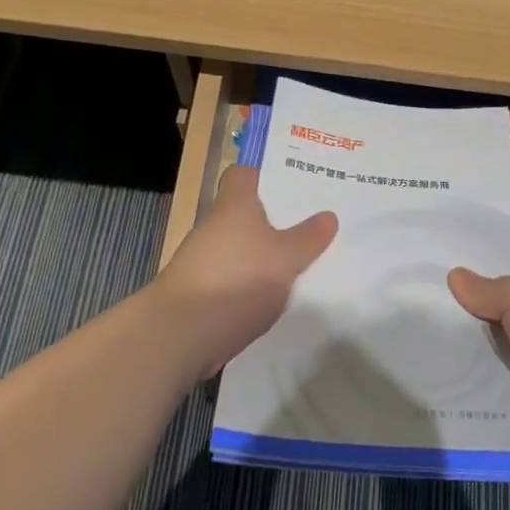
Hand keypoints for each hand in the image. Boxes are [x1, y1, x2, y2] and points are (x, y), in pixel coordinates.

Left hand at [153, 166, 337, 378]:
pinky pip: (235, 277)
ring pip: (242, 247)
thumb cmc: (236, 280)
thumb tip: (329, 215)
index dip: (266, 175)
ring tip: (302, 261)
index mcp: (234, 204)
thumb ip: (308, 238)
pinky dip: (252, 283)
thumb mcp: (285, 258)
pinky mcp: (201, 293)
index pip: (244, 174)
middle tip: (312, 223)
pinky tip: (276, 297)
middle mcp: (216, 225)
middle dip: (276, 218)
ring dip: (265, 254)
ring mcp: (204, 260)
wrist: (180, 334)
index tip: (295, 183)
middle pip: (247, 212)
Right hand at [449, 235, 509, 462]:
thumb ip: (484, 288)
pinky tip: (451, 359)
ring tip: (432, 320)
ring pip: (507, 327)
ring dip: (481, 331)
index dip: (495, 247)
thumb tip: (454, 275)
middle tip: (432, 285)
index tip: (458, 250)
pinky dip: (489, 364)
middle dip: (479, 290)